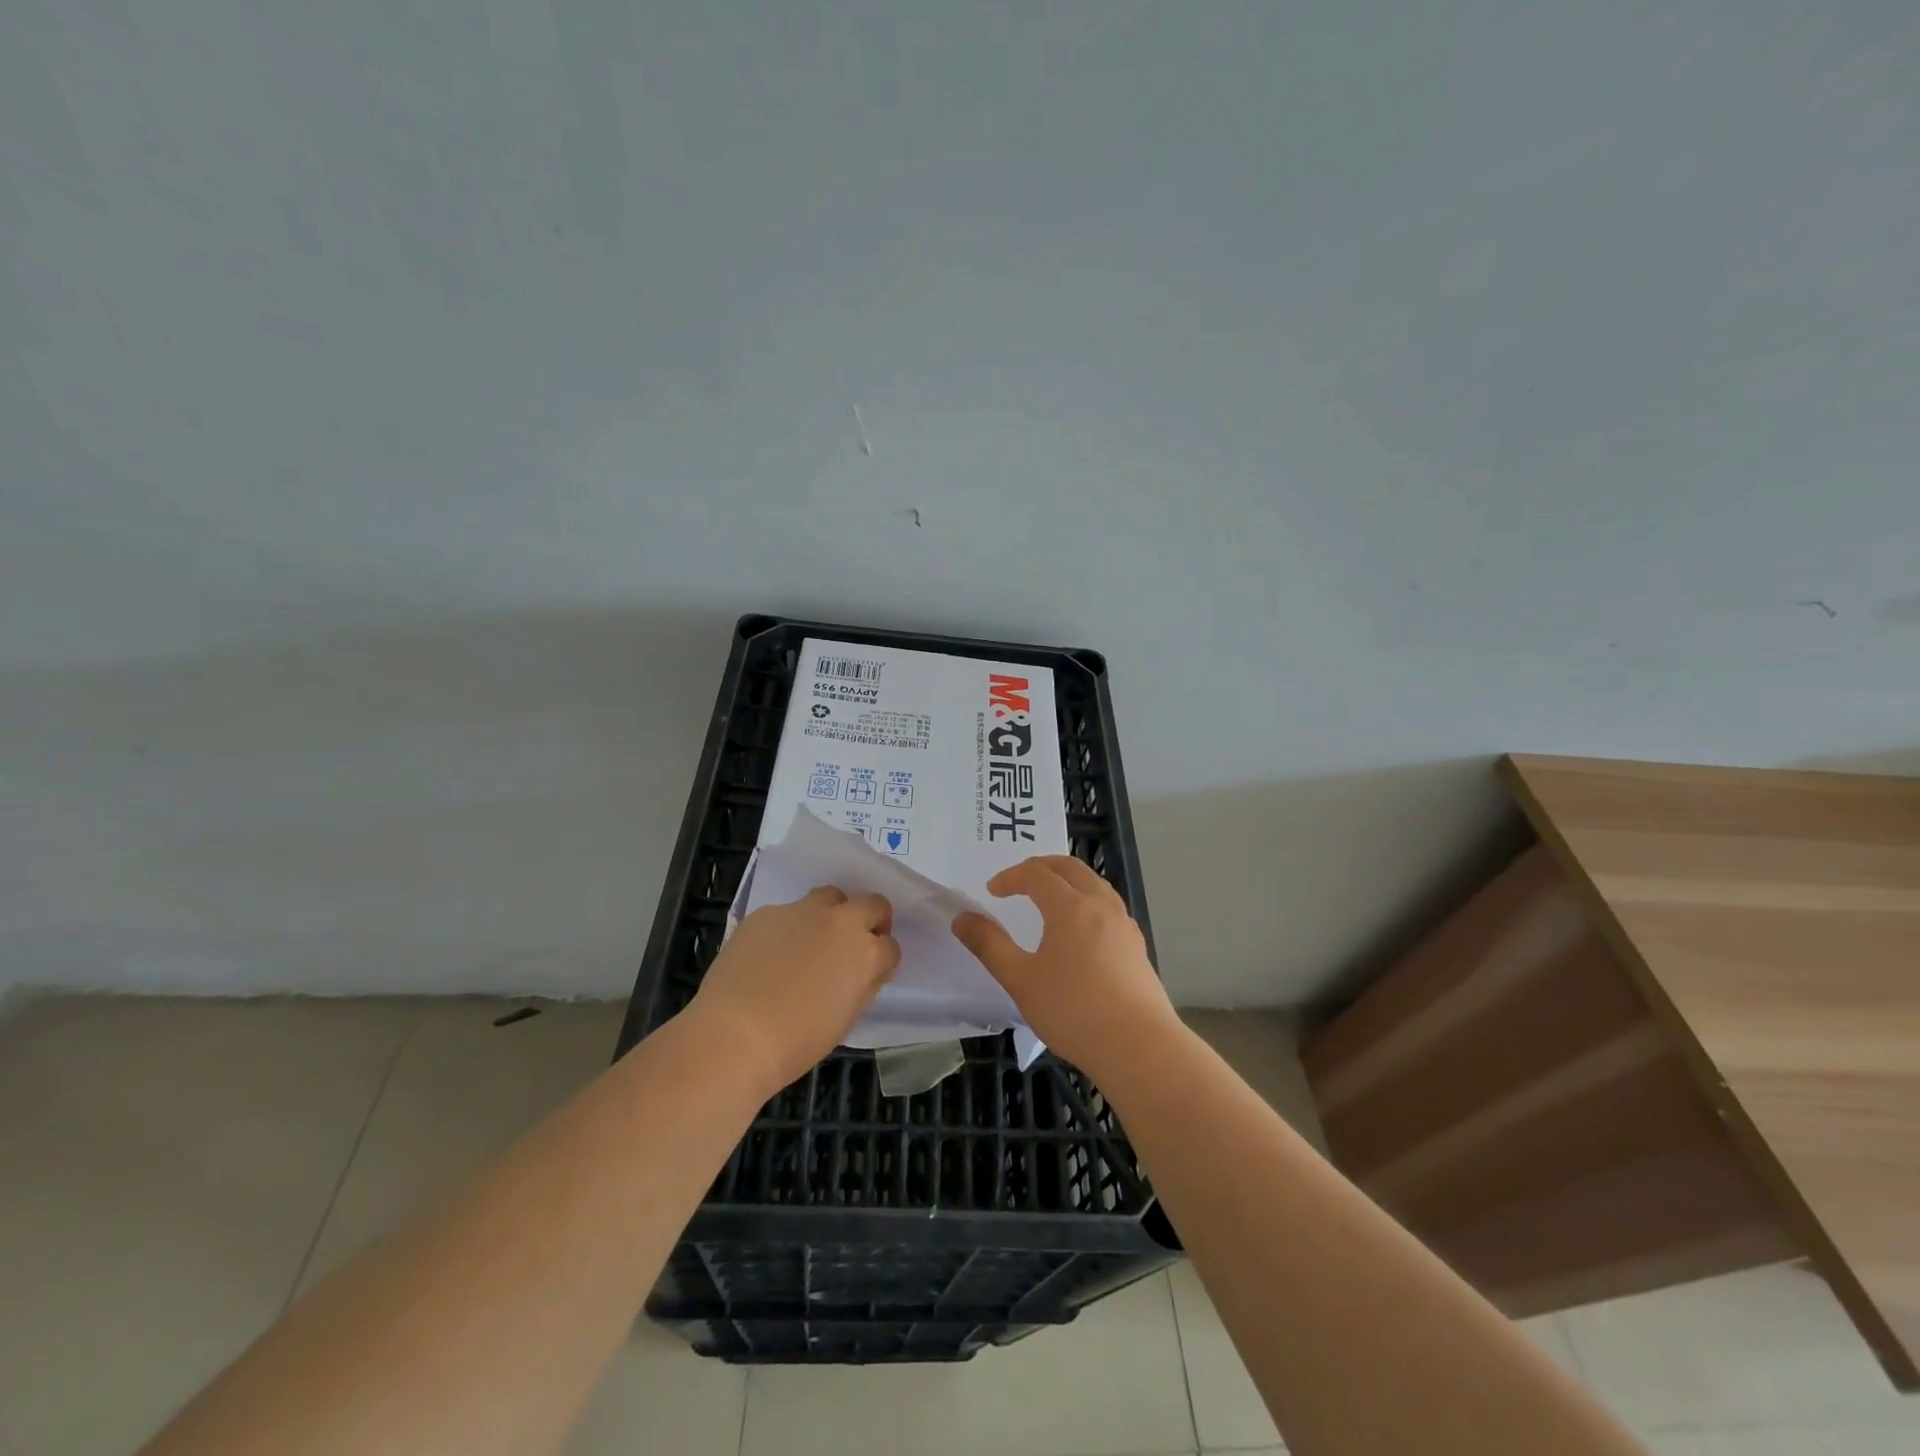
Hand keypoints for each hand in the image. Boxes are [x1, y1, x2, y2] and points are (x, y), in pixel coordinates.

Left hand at [691, 886, 900, 1092]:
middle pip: (872, 903)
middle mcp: (840, 922)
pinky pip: (788, 913)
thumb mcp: (846, 1018)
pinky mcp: (767, 912)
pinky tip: (772, 955)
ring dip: (832, 914)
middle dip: (872, 921)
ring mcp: (801, 911)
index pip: (891, 947)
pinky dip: (790, 928)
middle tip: (856, 944)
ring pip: (830, 897)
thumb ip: (864, 985)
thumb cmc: (797, 1040)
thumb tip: (868, 971)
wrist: (735, 1034)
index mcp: (865, 953)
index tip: (873, 973)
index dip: (883, 961)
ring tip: (814, 941)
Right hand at [951, 855, 1177, 1076]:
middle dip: (1041, 867)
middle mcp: (1101, 905)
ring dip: (1068, 880)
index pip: (1037, 873)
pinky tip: (1081, 929)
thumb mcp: (1020, 980)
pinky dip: (1088, 900)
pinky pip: (1109, 906)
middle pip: (1070, 867)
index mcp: (1070, 907)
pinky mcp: (1137, 946)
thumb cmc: (1073, 1011)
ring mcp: (1124, 924)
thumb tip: (962, 918)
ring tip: (1049, 898)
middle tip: (1019, 881)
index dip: (1011, 877)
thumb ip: (989, 945)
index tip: (992, 892)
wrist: (1139, 1047)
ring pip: (1095, 884)